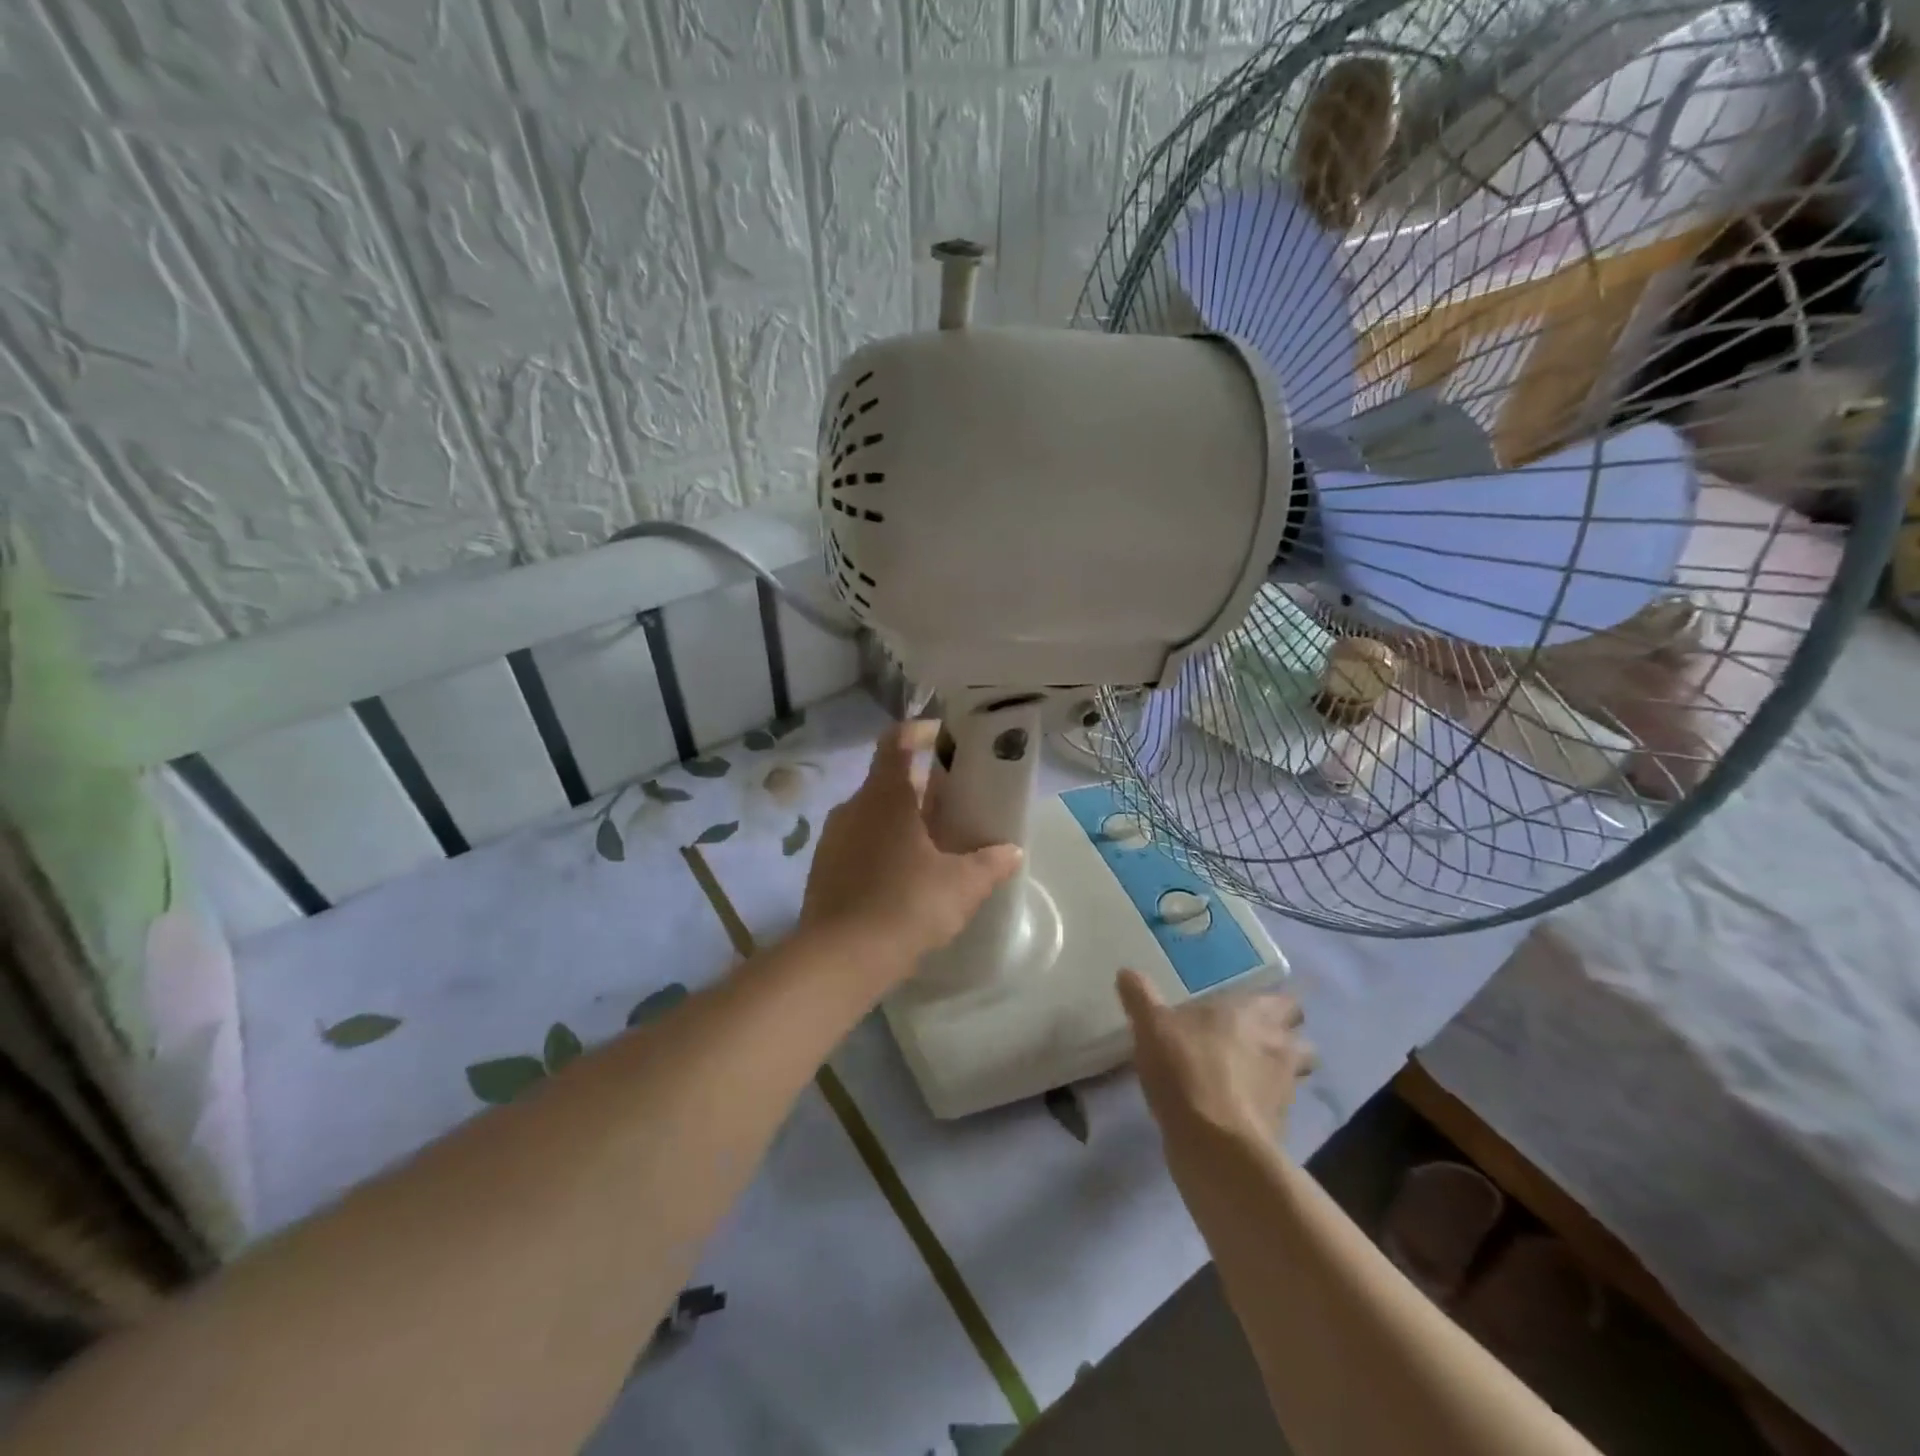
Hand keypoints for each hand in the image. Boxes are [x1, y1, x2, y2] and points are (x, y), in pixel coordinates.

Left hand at [800, 722, 1022, 982]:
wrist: (840, 959)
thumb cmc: (906, 905)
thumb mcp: (961, 886)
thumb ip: (990, 864)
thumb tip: (1013, 851)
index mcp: (885, 796)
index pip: (896, 740)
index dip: (920, 731)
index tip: (943, 738)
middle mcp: (853, 807)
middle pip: (887, 781)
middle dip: (920, 787)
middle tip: (953, 804)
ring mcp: (833, 839)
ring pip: (872, 815)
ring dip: (900, 821)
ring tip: (933, 844)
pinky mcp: (823, 870)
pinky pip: (857, 844)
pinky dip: (881, 848)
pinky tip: (902, 879)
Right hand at [1118, 969, 1315, 1144]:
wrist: (1214, 1145)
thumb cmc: (1187, 1069)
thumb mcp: (1151, 1026)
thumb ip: (1141, 997)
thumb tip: (1127, 972)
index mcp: (1255, 1014)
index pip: (1286, 1001)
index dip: (1273, 1004)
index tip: (1251, 1006)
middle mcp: (1279, 1047)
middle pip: (1300, 1039)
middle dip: (1283, 1038)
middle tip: (1249, 1038)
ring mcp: (1285, 1090)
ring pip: (1293, 1075)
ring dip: (1274, 1073)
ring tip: (1241, 1074)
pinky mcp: (1280, 1128)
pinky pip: (1275, 1108)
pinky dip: (1260, 1106)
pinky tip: (1231, 1107)